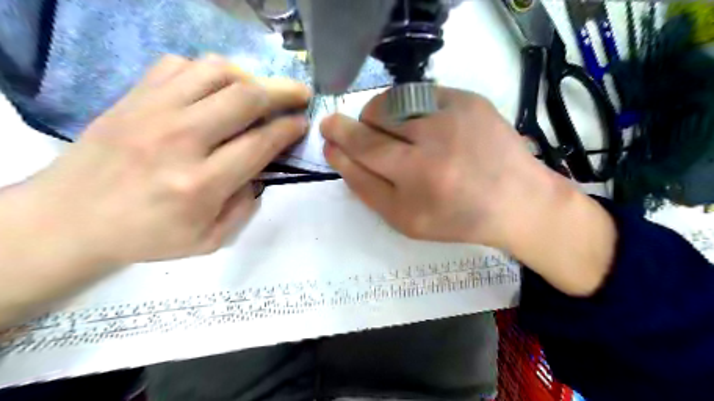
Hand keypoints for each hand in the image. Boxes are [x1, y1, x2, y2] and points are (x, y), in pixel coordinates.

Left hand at [9, 53, 308, 266]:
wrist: (70, 219)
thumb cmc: (147, 235)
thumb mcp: (209, 240)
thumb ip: (245, 206)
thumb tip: (261, 171)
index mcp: (201, 184)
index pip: (260, 143)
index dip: (288, 129)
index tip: (302, 123)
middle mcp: (180, 140)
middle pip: (245, 98)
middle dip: (283, 92)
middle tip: (300, 94)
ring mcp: (152, 112)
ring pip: (215, 71)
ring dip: (248, 77)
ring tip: (259, 90)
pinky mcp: (132, 97)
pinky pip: (179, 65)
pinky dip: (207, 72)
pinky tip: (215, 89)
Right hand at [323, 87, 549, 248]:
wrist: (516, 202)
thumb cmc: (456, 218)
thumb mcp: (405, 220)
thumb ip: (367, 189)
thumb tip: (338, 153)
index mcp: (417, 180)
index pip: (363, 149)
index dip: (339, 139)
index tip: (327, 133)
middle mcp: (434, 143)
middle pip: (373, 120)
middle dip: (353, 125)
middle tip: (354, 133)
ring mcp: (454, 116)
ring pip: (393, 101)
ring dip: (380, 115)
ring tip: (390, 132)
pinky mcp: (469, 99)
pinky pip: (420, 93)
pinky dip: (408, 107)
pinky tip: (418, 125)